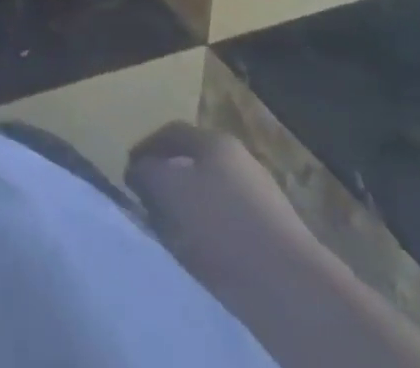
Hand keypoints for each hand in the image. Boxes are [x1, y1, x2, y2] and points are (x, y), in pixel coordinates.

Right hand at [127, 123, 313, 287]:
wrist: (291, 288)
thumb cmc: (221, 225)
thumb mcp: (167, 189)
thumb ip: (146, 172)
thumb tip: (139, 170)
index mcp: (216, 141)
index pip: (171, 132)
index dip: (146, 148)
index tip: (128, 171)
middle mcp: (241, 161)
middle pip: (194, 163)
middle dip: (168, 180)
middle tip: (147, 203)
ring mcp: (263, 199)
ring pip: (212, 196)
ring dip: (189, 210)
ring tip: (171, 236)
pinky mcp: (275, 239)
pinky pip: (230, 227)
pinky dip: (211, 236)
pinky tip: (203, 258)